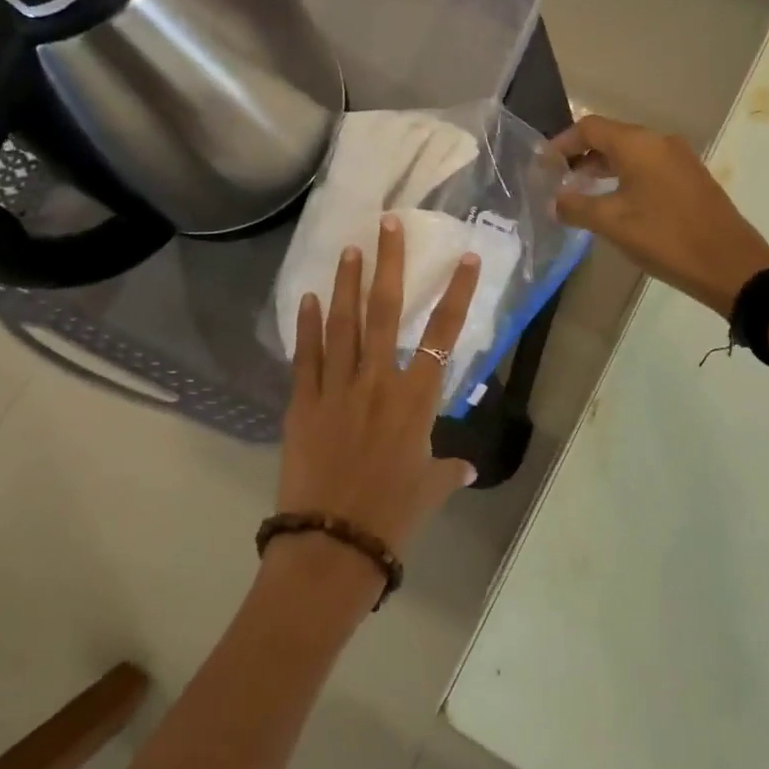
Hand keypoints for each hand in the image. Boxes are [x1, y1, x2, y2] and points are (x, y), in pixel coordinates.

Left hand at [277, 214, 481, 563]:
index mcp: (416, 400)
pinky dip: (308, 326)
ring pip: (343, 324)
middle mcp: (378, 382)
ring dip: (346, 283)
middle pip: (385, 311)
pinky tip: (309, 298)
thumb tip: (466, 467)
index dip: (457, 294)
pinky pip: (306, 357)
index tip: (465, 259)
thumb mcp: (429, 490)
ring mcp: (337, 389)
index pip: (443, 335)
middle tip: (388, 224)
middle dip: (389, 264)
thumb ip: (448, 470)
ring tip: (349, 248)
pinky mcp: (303, 404)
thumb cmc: (392, 516)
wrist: (332, 545)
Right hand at [553, 115, 768, 316]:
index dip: (562, 143)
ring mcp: (679, 159)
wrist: (730, 264)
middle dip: (580, 156)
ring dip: (603, 169)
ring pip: (631, 154)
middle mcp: (660, 142)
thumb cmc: (666, 238)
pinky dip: (625, 178)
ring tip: (580, 194)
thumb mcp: (612, 224)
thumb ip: (576, 207)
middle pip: (611, 137)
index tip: (543, 165)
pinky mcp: (691, 179)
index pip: (589, 127)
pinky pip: (649, 168)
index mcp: (639, 144)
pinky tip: (615, 205)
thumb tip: (554, 200)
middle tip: (557, 181)